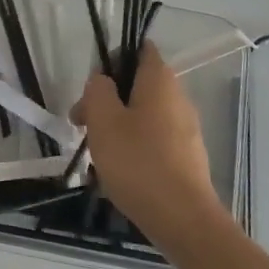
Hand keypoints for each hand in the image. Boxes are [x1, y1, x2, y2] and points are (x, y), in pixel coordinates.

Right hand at [74, 43, 233, 247]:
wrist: (182, 219)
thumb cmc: (138, 162)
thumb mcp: (103, 120)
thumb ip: (97, 91)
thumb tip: (102, 80)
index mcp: (160, 81)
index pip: (140, 49)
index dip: (113, 58)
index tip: (92, 84)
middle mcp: (178, 98)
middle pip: (138, 85)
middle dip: (108, 99)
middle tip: (82, 123)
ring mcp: (186, 129)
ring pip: (144, 115)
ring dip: (117, 126)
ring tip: (96, 153)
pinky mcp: (187, 157)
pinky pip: (154, 140)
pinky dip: (134, 148)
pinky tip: (117, 172)